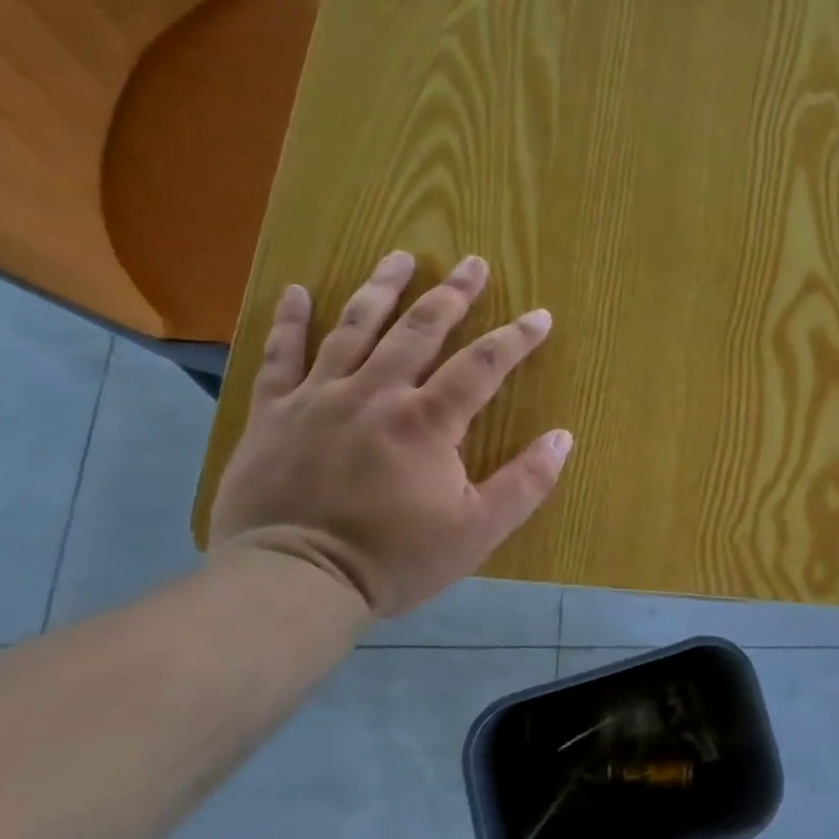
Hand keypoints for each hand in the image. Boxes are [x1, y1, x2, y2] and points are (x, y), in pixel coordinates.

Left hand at [210, 251, 572, 618]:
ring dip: (382, 288)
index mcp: (426, 421)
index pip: (481, 365)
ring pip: (354, 328)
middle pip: (418, 330)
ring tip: (401, 256)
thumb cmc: (394, 558)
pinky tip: (299, 290)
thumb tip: (563, 437)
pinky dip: (290, 321)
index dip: (515, 337)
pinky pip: (281, 355)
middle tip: (472, 263)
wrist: (293, 582)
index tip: (539, 315)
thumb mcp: (477, 531)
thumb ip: (525, 482)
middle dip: (451, 294)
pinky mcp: (274, 413)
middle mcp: (375, 394)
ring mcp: (318, 397)